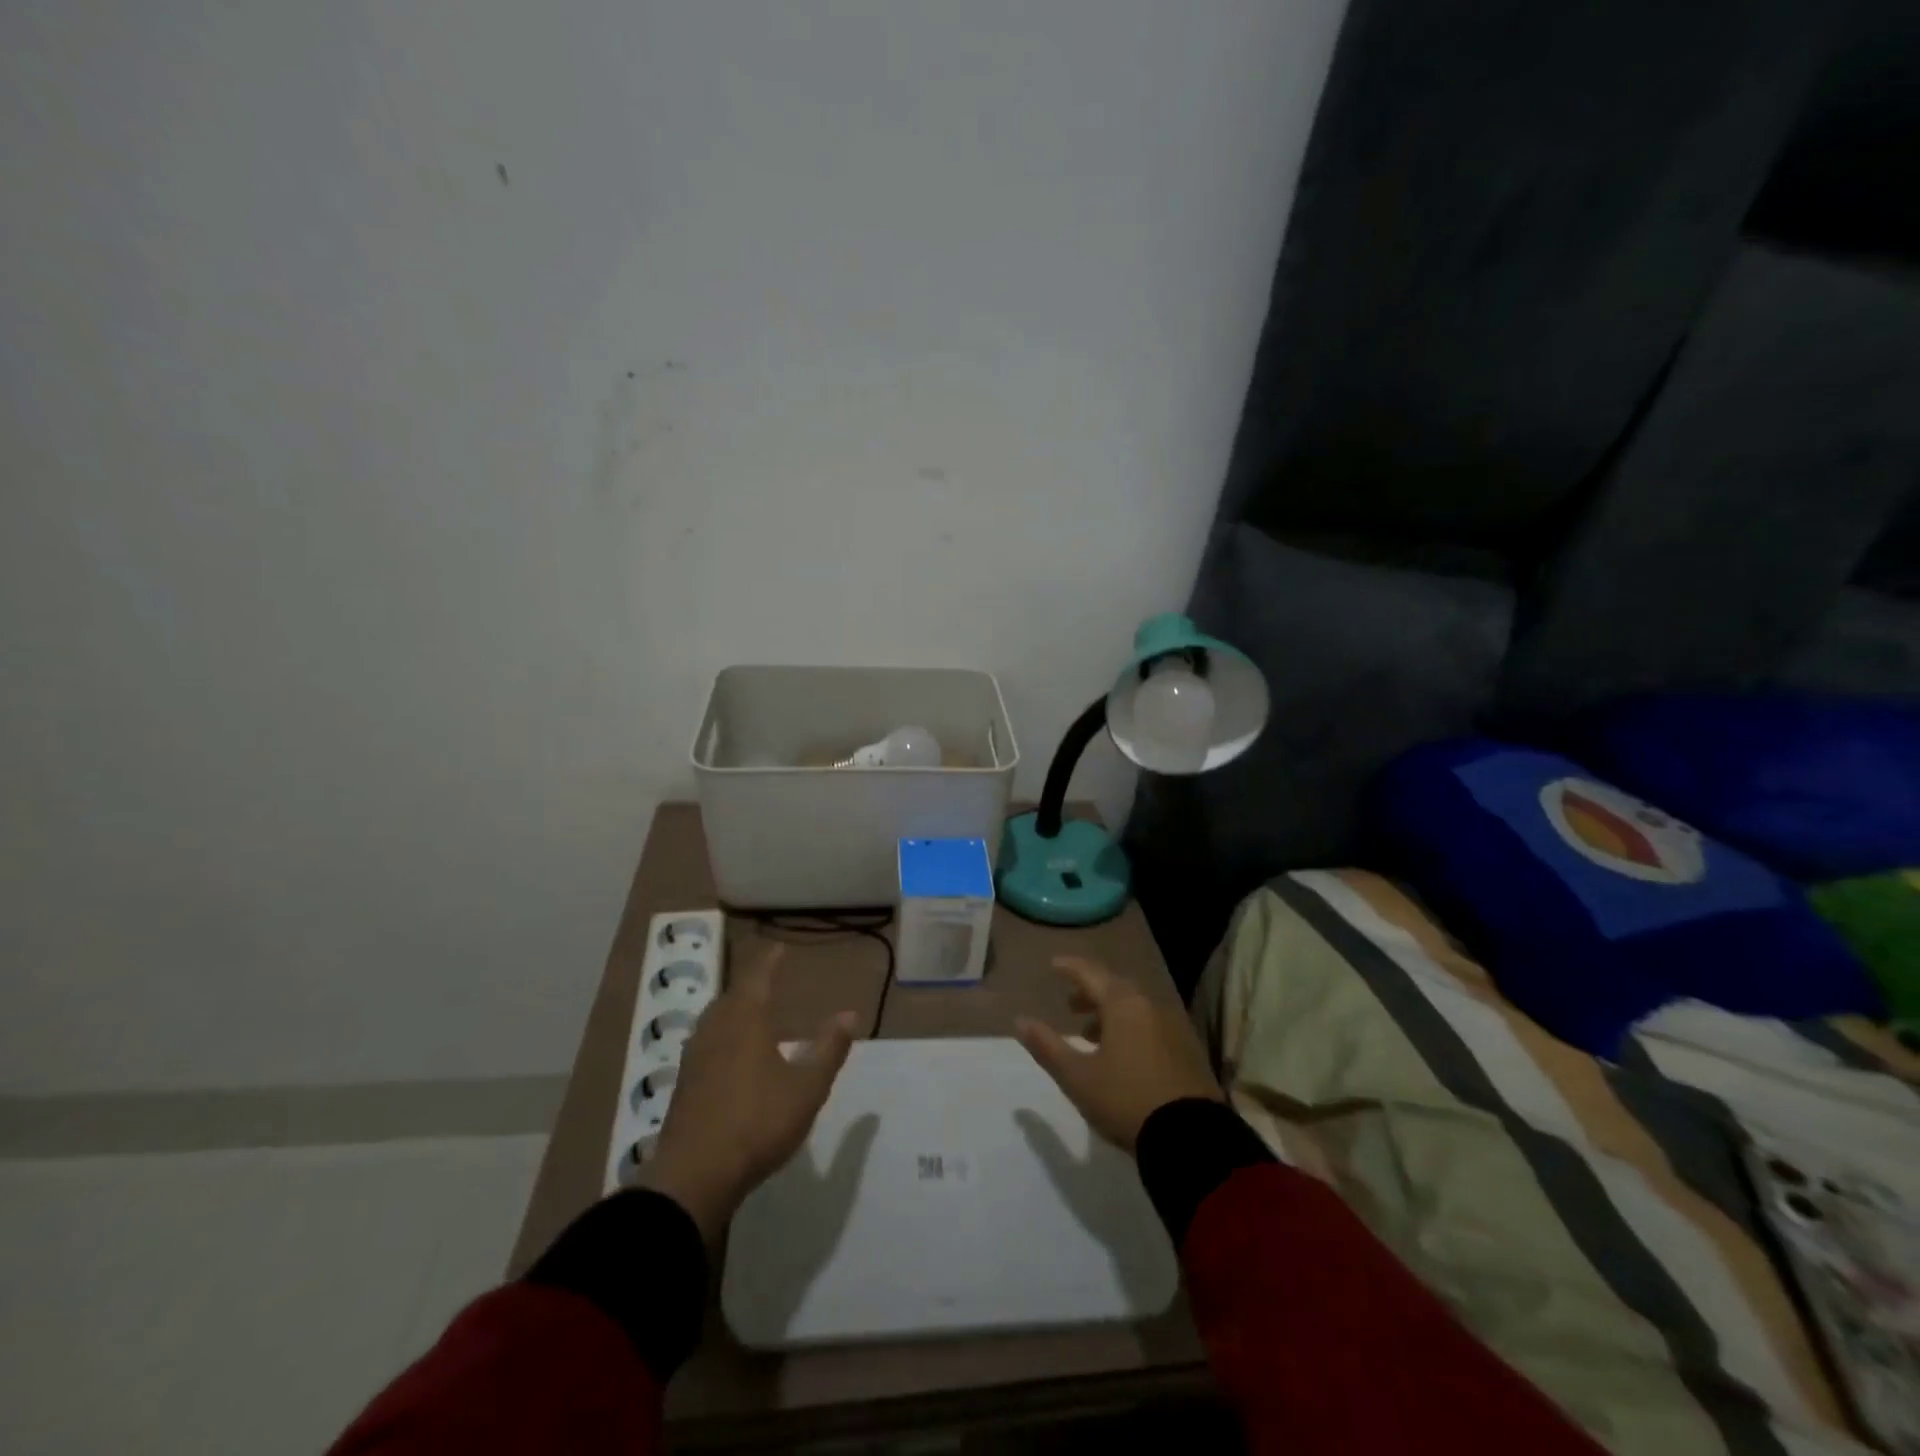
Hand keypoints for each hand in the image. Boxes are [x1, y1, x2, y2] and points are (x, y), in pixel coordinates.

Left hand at [637, 943, 857, 1243]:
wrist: (693, 1178)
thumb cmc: (757, 1123)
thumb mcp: (806, 1088)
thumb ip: (828, 1049)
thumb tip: (850, 1014)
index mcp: (745, 1020)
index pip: (758, 976)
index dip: (770, 960)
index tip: (780, 947)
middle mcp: (716, 1029)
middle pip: (733, 996)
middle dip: (751, 985)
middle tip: (768, 980)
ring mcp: (695, 1057)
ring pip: (716, 1019)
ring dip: (734, 1010)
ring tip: (752, 1014)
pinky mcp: (684, 1084)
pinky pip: (707, 1043)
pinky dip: (723, 1036)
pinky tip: (731, 1056)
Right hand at [1015, 955, 1223, 1151]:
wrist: (1191, 1138)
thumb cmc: (1126, 1099)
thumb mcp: (1077, 1077)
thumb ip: (1047, 1046)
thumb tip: (1020, 1021)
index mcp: (1123, 1004)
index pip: (1091, 973)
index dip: (1070, 967)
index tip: (1053, 966)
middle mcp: (1150, 1005)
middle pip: (1116, 987)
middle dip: (1090, 992)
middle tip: (1070, 1005)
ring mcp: (1174, 1026)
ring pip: (1135, 1007)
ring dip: (1111, 1012)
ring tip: (1090, 1034)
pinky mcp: (1188, 1049)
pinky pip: (1151, 1024)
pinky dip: (1131, 1027)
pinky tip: (1122, 1053)